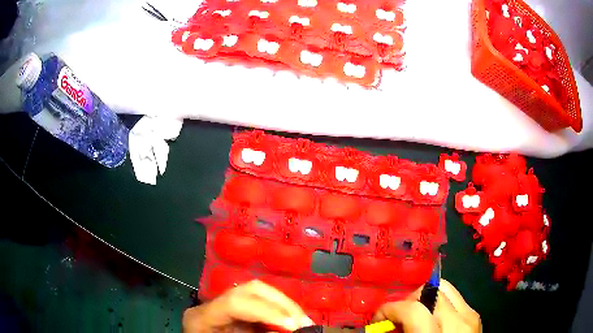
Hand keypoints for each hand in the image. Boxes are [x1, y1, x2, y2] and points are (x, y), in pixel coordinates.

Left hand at [183, 280, 313, 332]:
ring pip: (258, 295)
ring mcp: (224, 307)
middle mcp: (213, 305)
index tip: (294, 326)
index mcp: (202, 317)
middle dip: (282, 304)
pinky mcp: (235, 314)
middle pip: (250, 290)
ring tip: (302, 321)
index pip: (235, 303)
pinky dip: (279, 314)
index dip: (267, 312)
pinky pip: (260, 307)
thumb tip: (289, 328)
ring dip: (284, 307)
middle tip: (303, 321)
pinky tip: (291, 322)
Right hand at [373, 279, 480, 332]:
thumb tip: (382, 326)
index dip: (389, 310)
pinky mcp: (476, 316)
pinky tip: (432, 321)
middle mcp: (459, 322)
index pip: (412, 309)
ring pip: (445, 289)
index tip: (378, 320)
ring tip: (415, 317)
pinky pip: (455, 300)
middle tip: (397, 318)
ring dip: (425, 300)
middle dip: (408, 300)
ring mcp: (471, 316)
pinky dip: (439, 305)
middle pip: (431, 290)